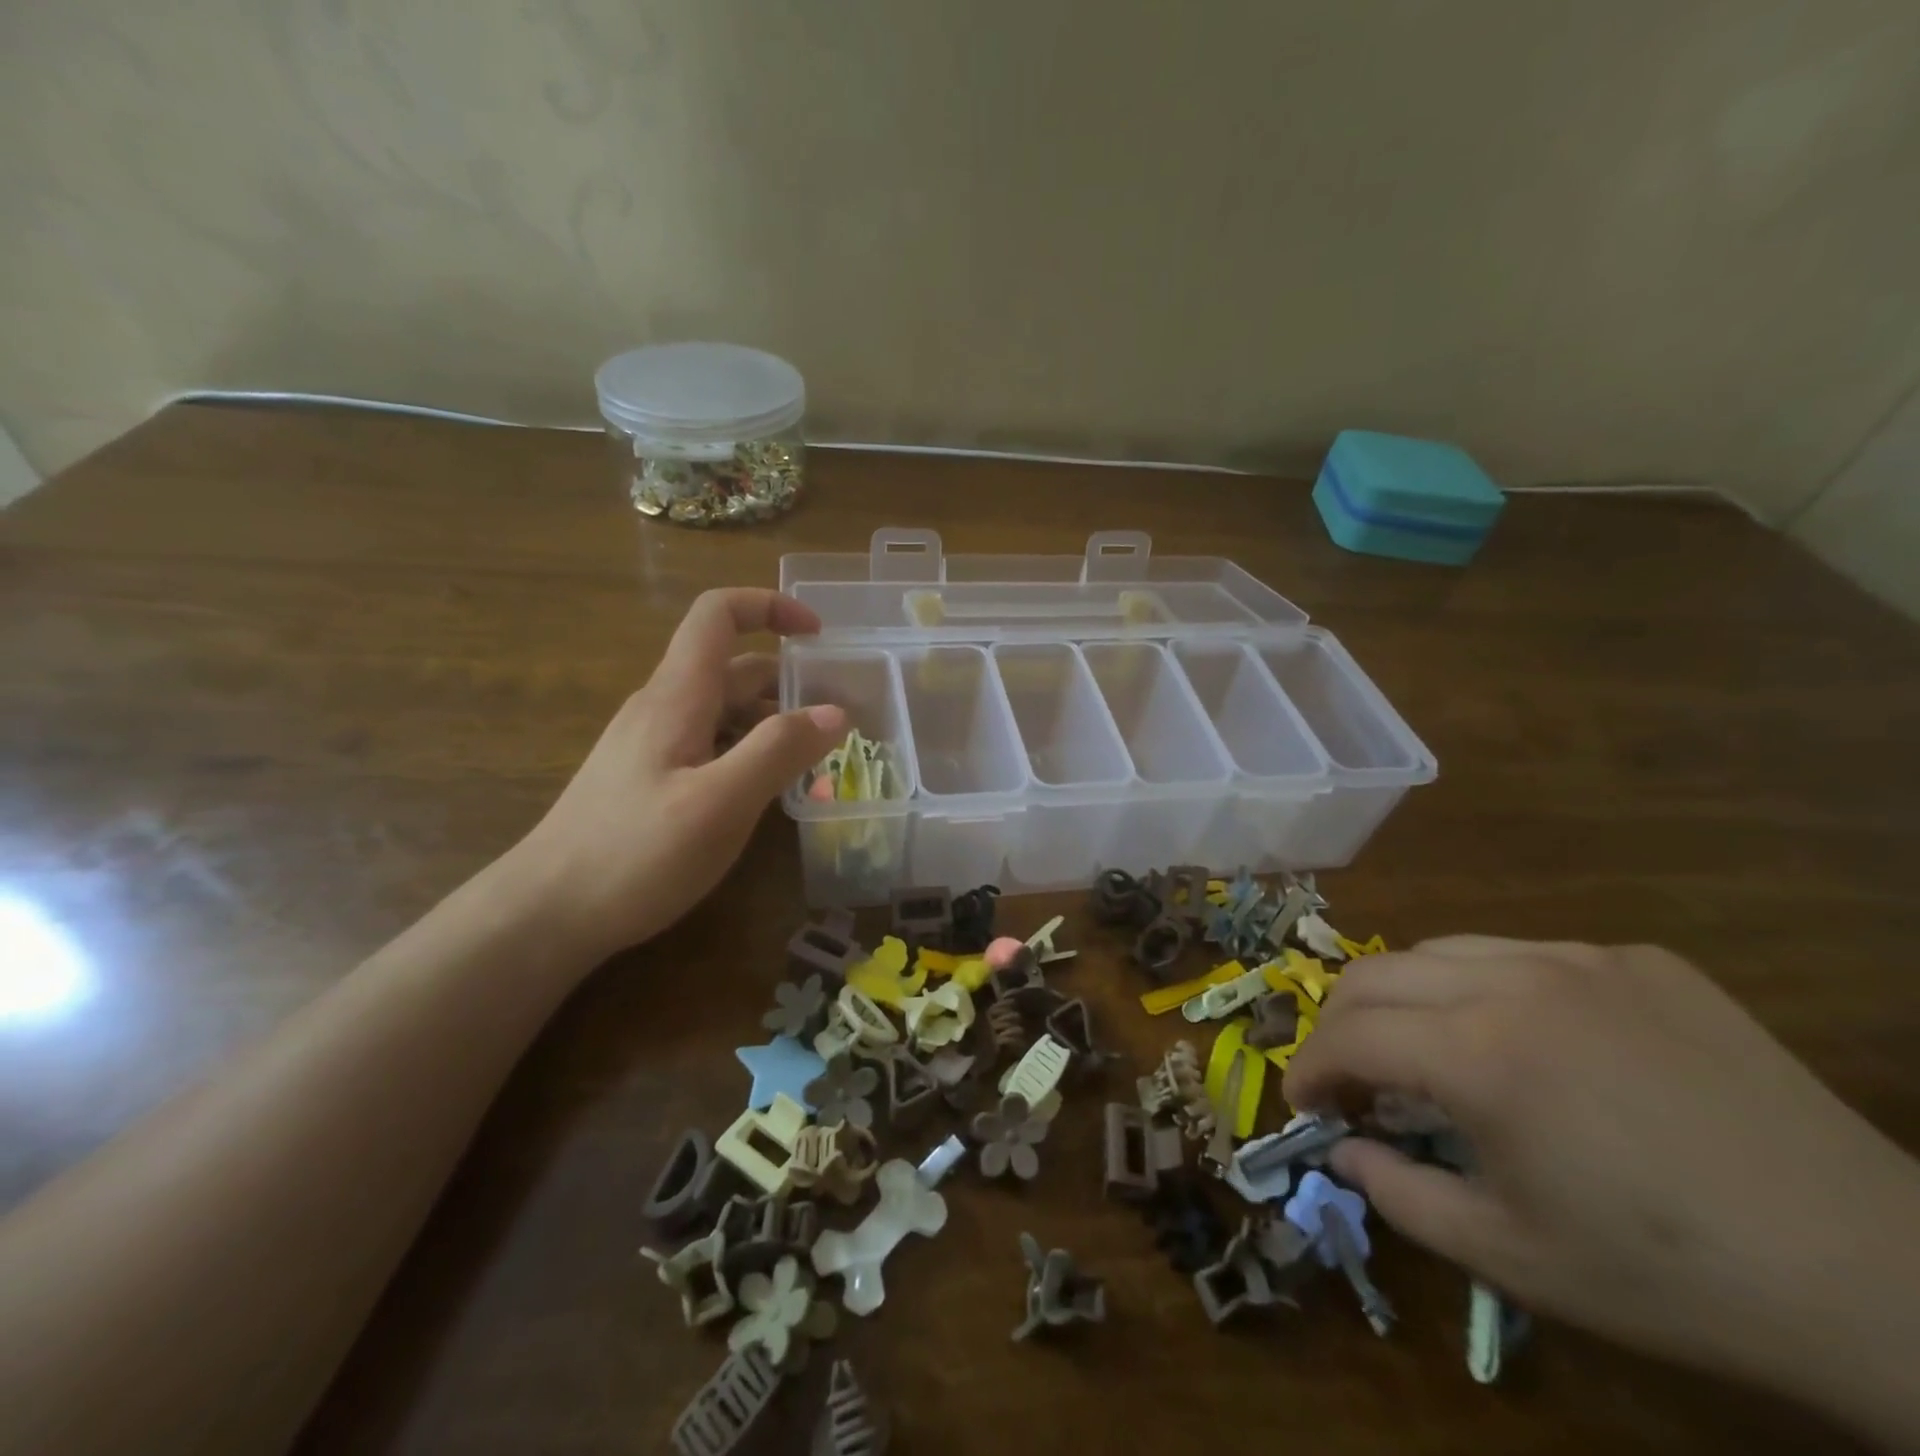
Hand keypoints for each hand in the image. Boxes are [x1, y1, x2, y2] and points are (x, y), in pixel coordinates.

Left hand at [515, 589, 846, 962]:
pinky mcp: (650, 779)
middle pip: (732, 667)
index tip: (819, 635)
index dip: (769, 607)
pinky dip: (749, 751)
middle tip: (840, 717)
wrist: (546, 913)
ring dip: (773, 721)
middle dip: (789, 680)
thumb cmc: (634, 854)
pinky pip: (710, 745)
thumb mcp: (720, 804)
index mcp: (677, 696)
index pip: (718, 615)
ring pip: (724, 711)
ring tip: (817, 759)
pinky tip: (769, 791)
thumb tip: (835, 712)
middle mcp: (663, 708)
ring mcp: (653, 745)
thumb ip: (778, 752)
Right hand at [1283, 938, 1919, 1438]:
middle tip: (1348, 1076)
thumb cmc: (1671, 1278)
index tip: (1304, 1103)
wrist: (1882, 1279)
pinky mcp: (1639, 960)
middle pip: (1376, 973)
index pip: (1349, 1036)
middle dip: (1340, 1023)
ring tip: (1424, 1048)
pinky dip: (1489, 989)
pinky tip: (1526, 1040)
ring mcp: (1581, 959)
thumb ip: (1398, 1195)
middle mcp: (1514, 981)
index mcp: (1478, 1053)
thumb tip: (1342, 1149)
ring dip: (1408, 997)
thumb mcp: (1510, 1257)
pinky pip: (1527, 955)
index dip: (1310, 1068)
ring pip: (1443, 950)